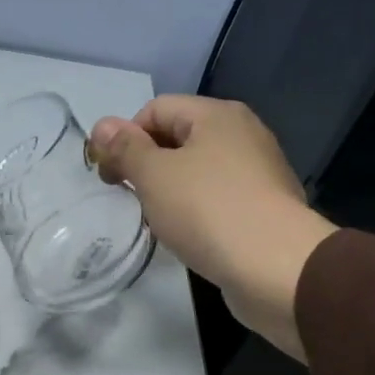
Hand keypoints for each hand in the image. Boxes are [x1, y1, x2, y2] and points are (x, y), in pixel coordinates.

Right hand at [90, 97, 335, 360]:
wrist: (273, 265)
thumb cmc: (206, 210)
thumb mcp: (154, 175)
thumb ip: (125, 149)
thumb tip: (101, 125)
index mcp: (216, 115)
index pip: (156, 109)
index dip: (125, 138)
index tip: (111, 177)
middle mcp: (242, 132)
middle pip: (178, 136)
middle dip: (146, 164)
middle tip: (130, 198)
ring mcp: (257, 169)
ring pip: (197, 169)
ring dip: (169, 189)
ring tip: (157, 219)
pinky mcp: (263, 204)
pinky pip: (217, 195)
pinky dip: (195, 208)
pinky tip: (188, 233)